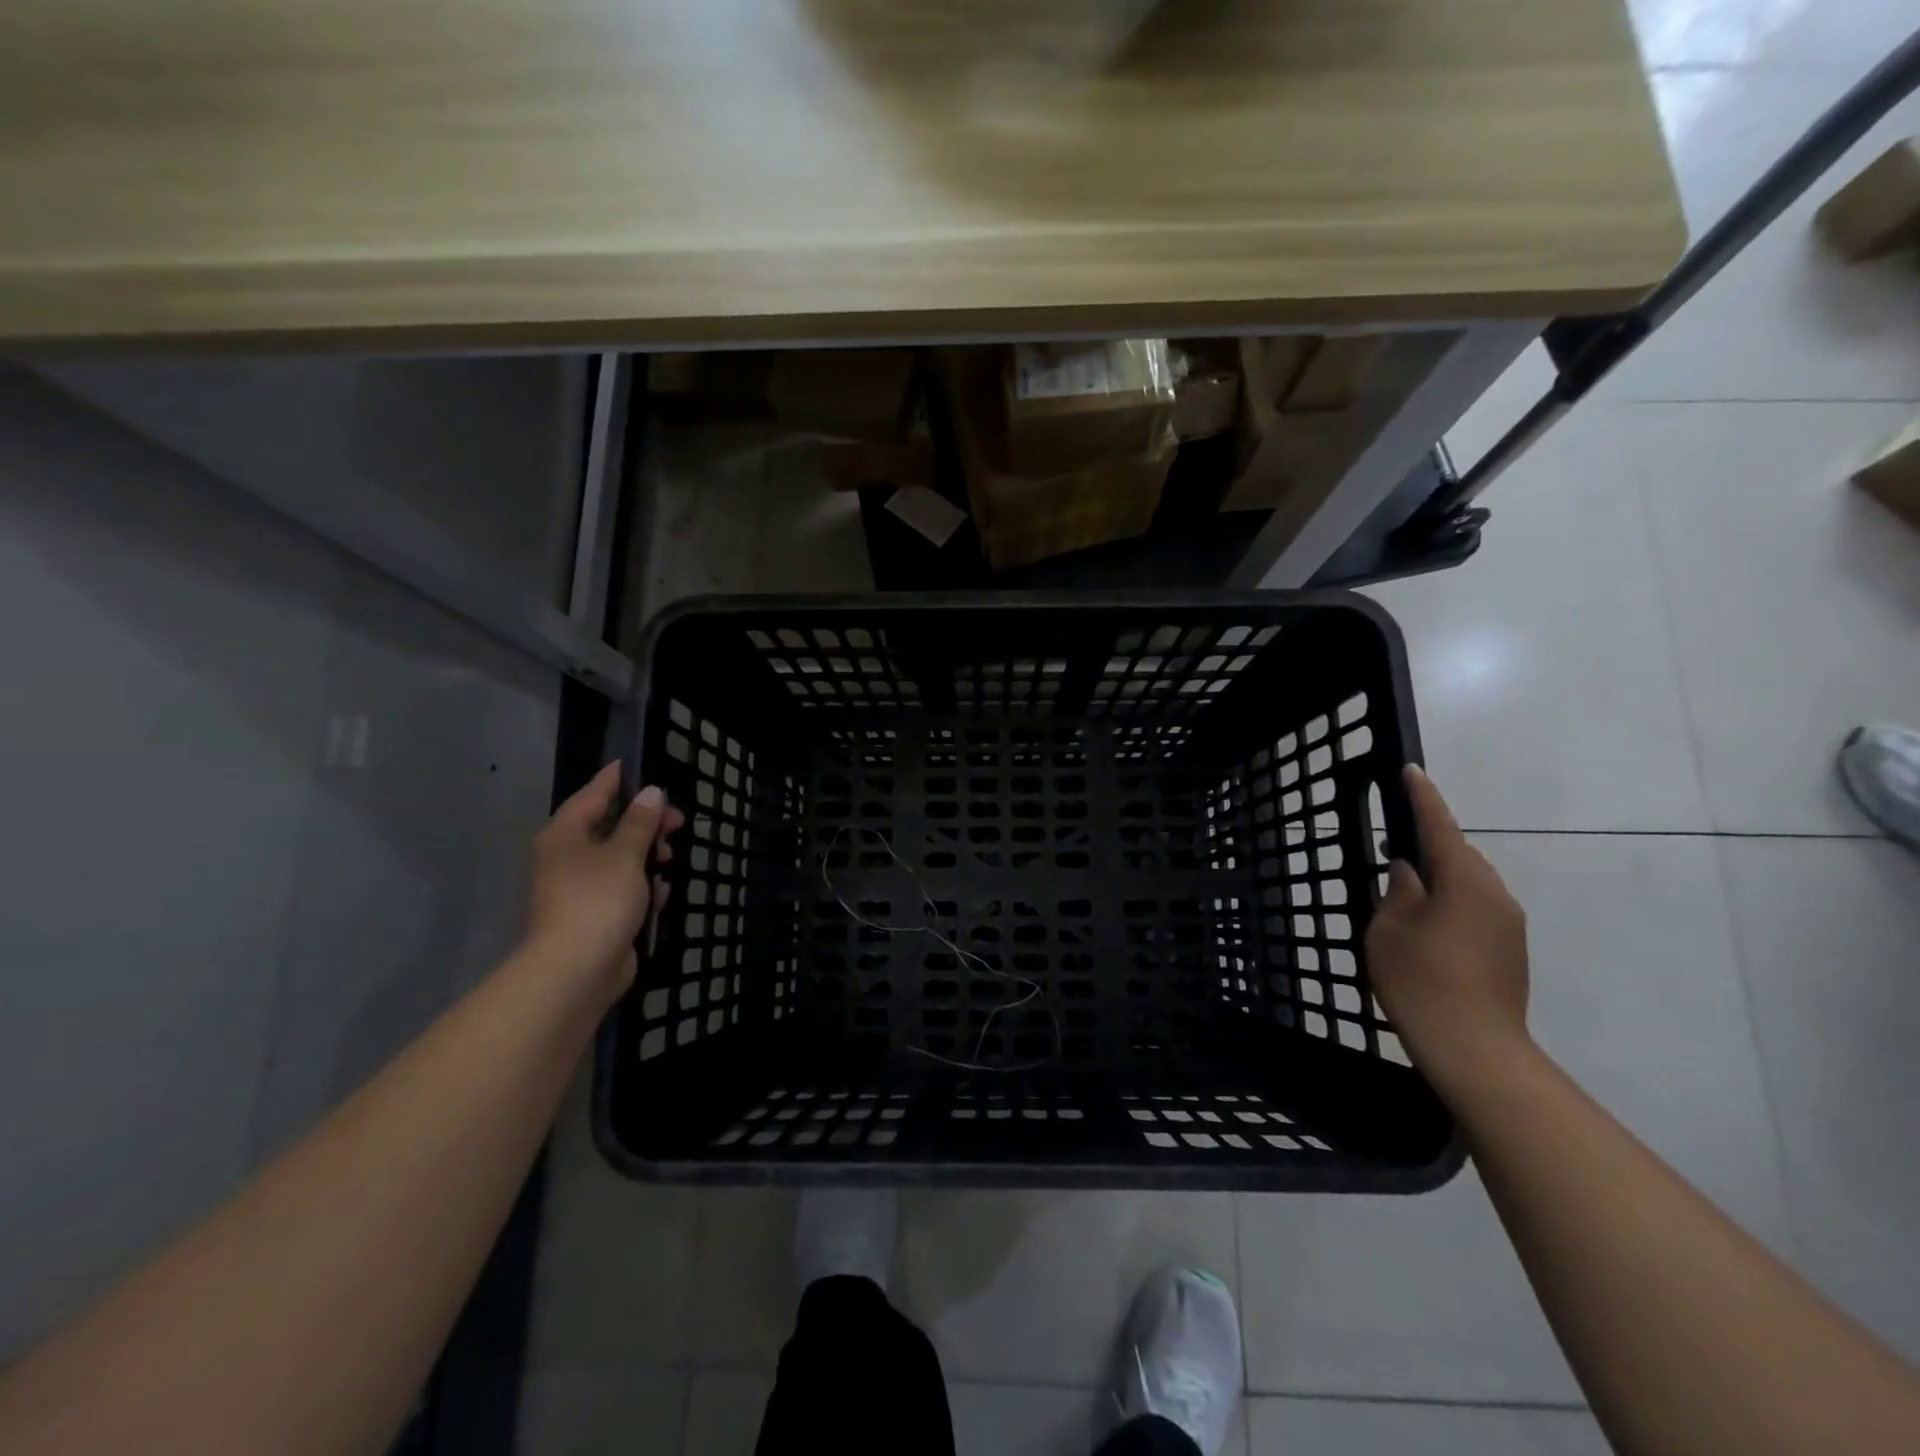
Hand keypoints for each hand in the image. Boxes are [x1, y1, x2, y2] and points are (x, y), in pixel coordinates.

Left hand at [523, 762, 684, 1004]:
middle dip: (644, 824)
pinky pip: (622, 890)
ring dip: (647, 857)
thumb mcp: (625, 854)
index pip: (590, 796)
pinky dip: (641, 888)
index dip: (612, 780)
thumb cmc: (598, 899)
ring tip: (670, 861)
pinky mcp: (594, 916)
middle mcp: (566, 858)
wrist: (576, 970)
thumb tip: (651, 793)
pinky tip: (660, 895)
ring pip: (619, 860)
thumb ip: (640, 822)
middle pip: (609, 829)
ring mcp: (578, 890)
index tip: (630, 764)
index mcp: (564, 836)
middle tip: (677, 822)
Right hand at [1366, 765, 1531, 1095]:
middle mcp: (1495, 894)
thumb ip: (1398, 892)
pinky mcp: (1511, 950)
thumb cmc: (1421, 980)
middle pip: (1460, 855)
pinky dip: (1453, 903)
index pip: (1439, 827)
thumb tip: (1409, 872)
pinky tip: (1428, 924)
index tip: (1411, 771)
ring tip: (1408, 890)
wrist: (1475, 1049)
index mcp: (1464, 881)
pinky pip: (1478, 908)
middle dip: (1431, 844)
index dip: (1422, 798)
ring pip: (1471, 883)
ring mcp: (1509, 924)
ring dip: (1442, 877)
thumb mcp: (1389, 929)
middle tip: (1395, 845)